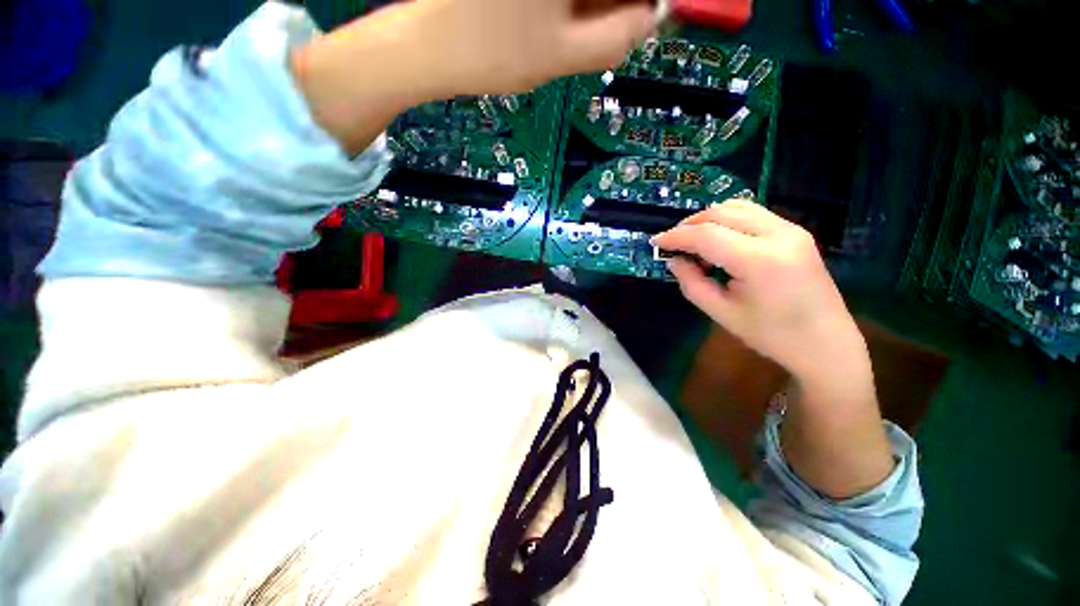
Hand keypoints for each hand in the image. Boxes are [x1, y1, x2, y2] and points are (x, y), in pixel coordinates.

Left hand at [410, 0, 657, 94]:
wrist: (427, 47)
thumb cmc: (491, 52)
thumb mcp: (561, 56)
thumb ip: (615, 38)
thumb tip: (650, 18)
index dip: (642, 2)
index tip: (642, 17)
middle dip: (615, 2)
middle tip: (610, 28)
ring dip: (592, 5)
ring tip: (571, 31)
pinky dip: (569, 3)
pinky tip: (557, 20)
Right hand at [651, 200, 865, 380]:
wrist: (826, 343)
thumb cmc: (771, 335)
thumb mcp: (721, 313)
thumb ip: (691, 283)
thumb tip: (674, 261)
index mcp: (760, 260)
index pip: (707, 235)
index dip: (677, 236)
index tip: (656, 242)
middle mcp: (779, 235)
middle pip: (722, 213)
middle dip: (690, 224)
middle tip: (672, 242)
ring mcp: (791, 230)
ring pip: (738, 206)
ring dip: (708, 218)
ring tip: (691, 238)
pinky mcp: (796, 232)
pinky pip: (753, 214)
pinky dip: (727, 220)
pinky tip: (717, 238)